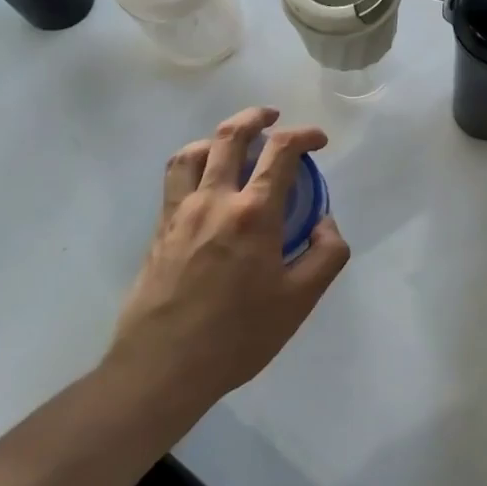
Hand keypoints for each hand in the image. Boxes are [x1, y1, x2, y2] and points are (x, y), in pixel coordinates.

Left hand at [106, 106, 350, 406]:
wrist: (162, 367)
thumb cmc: (238, 335)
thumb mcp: (300, 301)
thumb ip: (326, 255)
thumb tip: (325, 223)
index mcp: (254, 213)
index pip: (281, 151)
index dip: (304, 135)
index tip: (319, 141)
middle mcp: (214, 200)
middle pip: (230, 136)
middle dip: (257, 117)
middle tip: (273, 117)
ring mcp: (180, 212)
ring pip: (194, 150)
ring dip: (218, 135)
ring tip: (235, 142)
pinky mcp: (160, 228)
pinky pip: (175, 177)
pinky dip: (194, 161)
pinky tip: (205, 180)